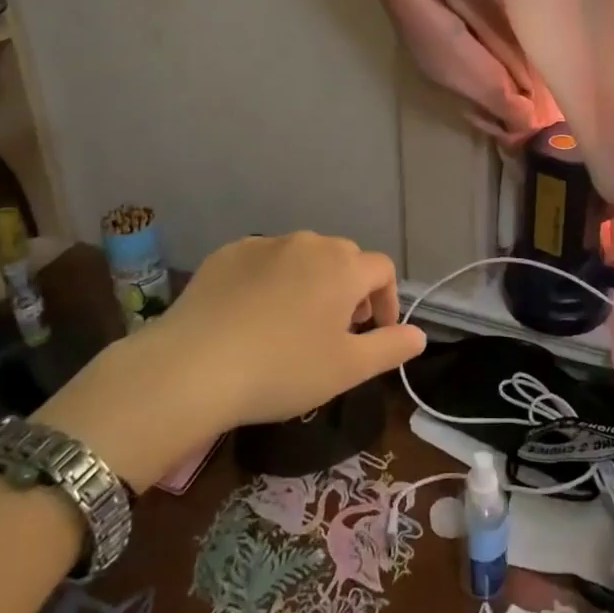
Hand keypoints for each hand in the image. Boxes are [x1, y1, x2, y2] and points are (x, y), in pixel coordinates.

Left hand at [160, 232, 424, 427]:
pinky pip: (264, 260)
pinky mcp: (228, 253)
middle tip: (336, 330)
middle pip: (343, 258)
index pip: (382, 269)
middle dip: (350, 289)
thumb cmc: (282, 369)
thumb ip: (391, 347)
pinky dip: (271, 280)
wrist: (194, 366)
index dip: (386, 300)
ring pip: (303, 256)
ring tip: (295, 322)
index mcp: (342, 267)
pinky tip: (254, 314)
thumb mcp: (347, 369)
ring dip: (311, 282)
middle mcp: (308, 243)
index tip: (374, 333)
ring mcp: (264, 244)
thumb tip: (420, 335)